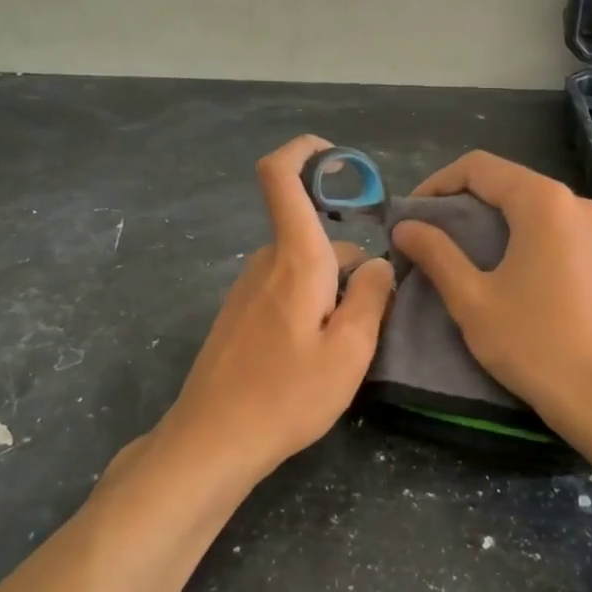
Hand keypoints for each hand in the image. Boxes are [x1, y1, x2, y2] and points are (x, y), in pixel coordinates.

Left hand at [149, 135, 394, 481]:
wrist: (213, 439)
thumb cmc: (287, 395)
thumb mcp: (350, 351)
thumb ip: (371, 296)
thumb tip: (378, 263)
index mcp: (295, 259)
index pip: (281, 177)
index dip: (304, 152)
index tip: (336, 157)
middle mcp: (266, 262)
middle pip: (317, 239)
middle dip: (350, 267)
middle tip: (369, 324)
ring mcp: (248, 287)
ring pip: (304, 268)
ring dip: (330, 293)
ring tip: (340, 351)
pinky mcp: (239, 313)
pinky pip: (285, 290)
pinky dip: (308, 307)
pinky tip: (310, 359)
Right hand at [390, 151, 591, 444]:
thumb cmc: (535, 345)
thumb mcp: (472, 300)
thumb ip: (436, 254)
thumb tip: (405, 227)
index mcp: (544, 203)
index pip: (479, 167)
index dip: (437, 184)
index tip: (413, 217)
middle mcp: (580, 205)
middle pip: (512, 185)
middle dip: (467, 205)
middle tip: (435, 239)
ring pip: (540, 212)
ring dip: (500, 225)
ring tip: (473, 260)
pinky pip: (565, 236)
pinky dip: (532, 244)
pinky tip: (520, 282)